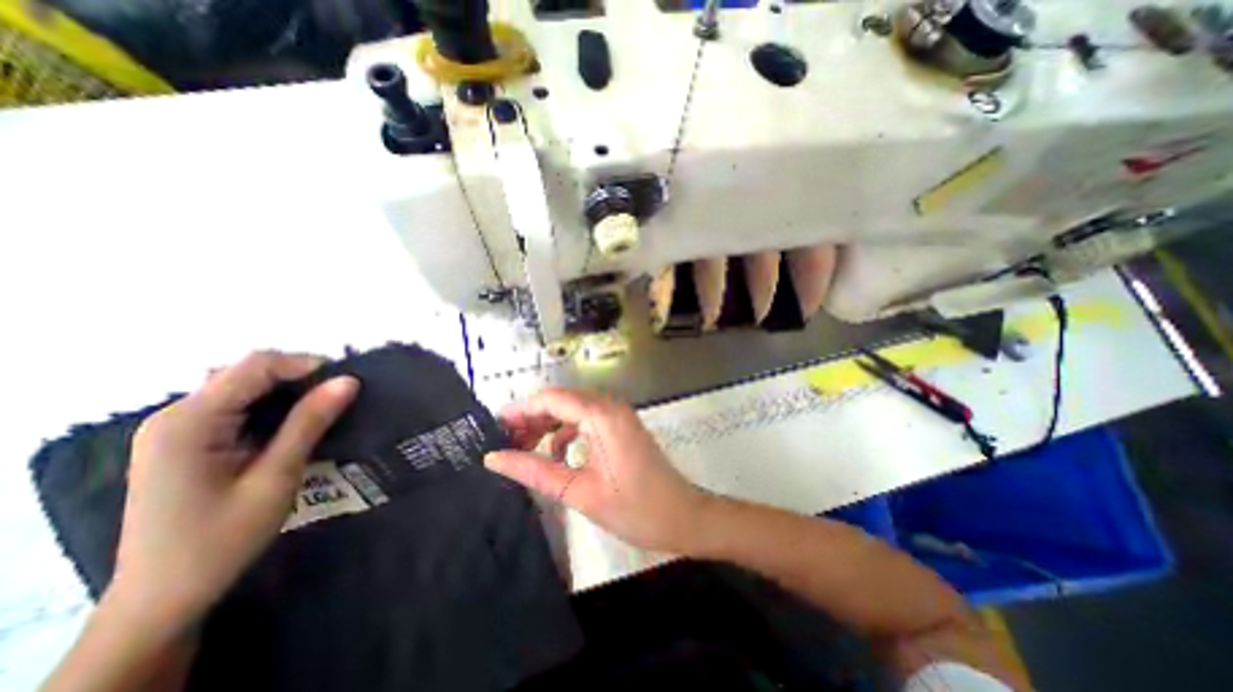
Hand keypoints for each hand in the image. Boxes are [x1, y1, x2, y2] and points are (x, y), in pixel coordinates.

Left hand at [112, 353, 356, 629]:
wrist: (164, 598)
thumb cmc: (222, 539)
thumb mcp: (276, 476)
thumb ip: (310, 423)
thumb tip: (349, 381)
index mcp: (189, 422)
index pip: (255, 366)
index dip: (306, 365)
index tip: (348, 384)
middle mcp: (175, 415)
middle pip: (248, 372)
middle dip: (301, 378)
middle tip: (342, 399)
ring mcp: (177, 428)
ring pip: (245, 387)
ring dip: (289, 392)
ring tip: (326, 410)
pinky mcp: (187, 441)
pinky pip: (238, 406)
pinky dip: (273, 407)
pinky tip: (295, 426)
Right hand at [487, 388, 706, 552]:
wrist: (683, 517)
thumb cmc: (634, 508)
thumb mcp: (578, 492)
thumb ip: (534, 470)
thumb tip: (494, 458)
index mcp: (601, 416)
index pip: (552, 399)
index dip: (521, 410)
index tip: (495, 427)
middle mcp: (610, 407)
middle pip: (562, 401)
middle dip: (532, 418)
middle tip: (507, 443)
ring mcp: (618, 415)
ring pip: (573, 410)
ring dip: (548, 425)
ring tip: (524, 448)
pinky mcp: (621, 427)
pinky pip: (587, 420)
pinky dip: (567, 432)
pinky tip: (557, 455)